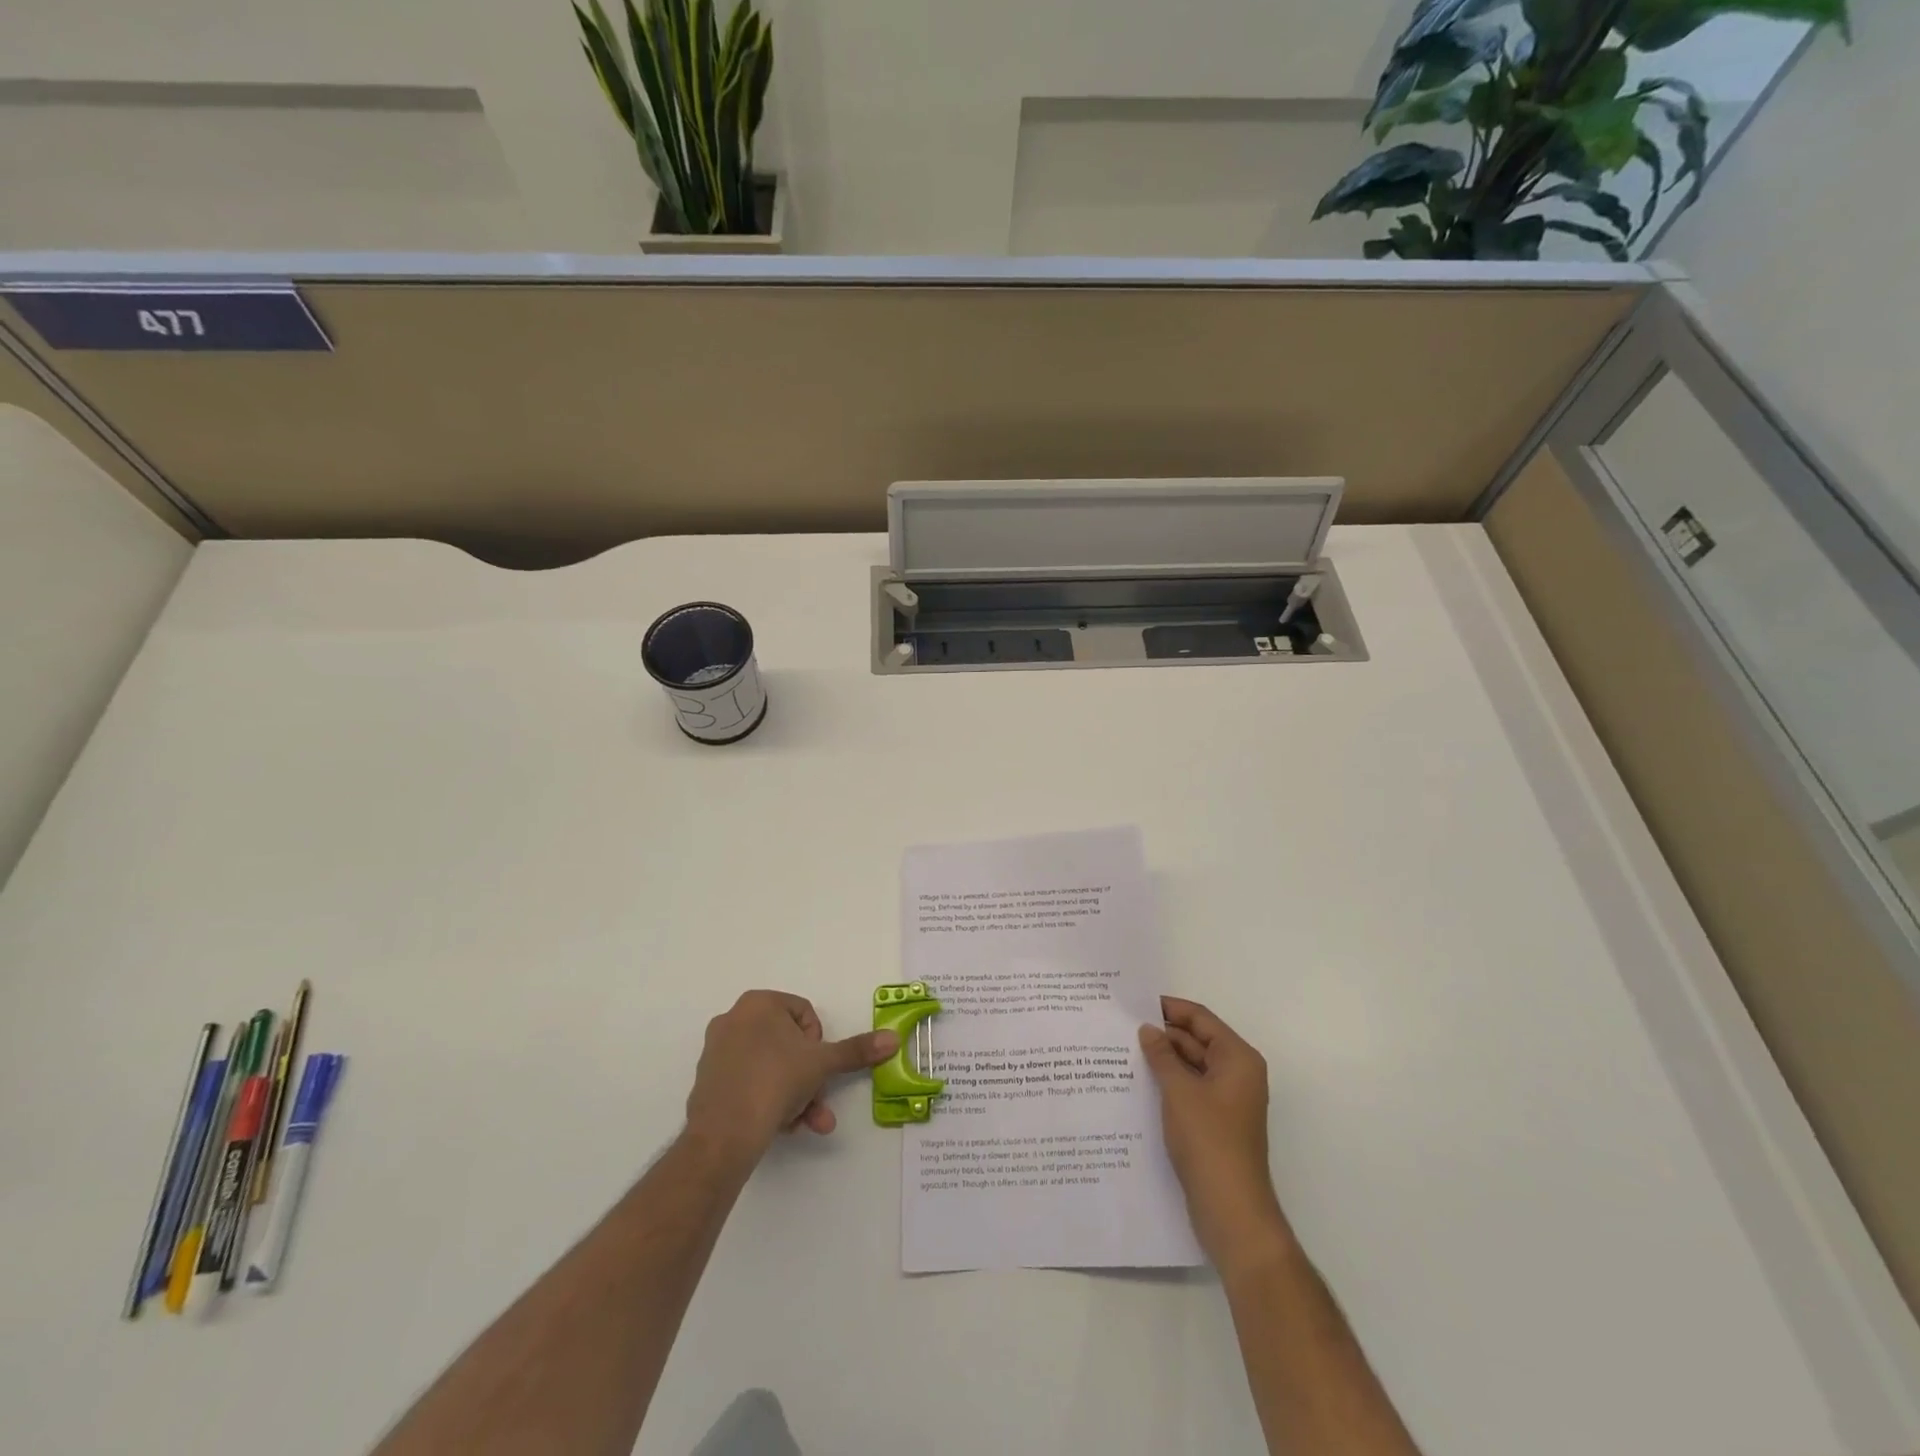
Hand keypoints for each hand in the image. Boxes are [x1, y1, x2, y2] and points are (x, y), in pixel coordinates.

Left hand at [685, 990, 897, 1159]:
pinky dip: (768, 1101)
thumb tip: (893, 1038)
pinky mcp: (708, 1083)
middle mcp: (733, 1019)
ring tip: (807, 1123)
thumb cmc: (776, 1080)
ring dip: (795, 1095)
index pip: (805, 1014)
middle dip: (809, 1077)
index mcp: (758, 1003)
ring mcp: (716, 1052)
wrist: (724, 1134)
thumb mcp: (823, 1063)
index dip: (819, 1043)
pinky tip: (780, 1126)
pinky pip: (749, 1084)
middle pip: (788, 1045)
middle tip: (818, 1100)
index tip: (819, 1066)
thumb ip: (856, 1050)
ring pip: (770, 1068)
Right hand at [1140, 997, 1292, 1272]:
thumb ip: (1162, 1056)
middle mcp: (1237, 1074)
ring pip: (1191, 1066)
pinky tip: (1137, 1084)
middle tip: (1121, 1028)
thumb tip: (1148, 1029)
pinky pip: (1189, 1090)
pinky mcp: (1215, 1123)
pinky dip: (1168, 1083)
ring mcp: (1227, 1100)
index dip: (1169, 1008)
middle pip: (1196, 1040)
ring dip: (1163, 1060)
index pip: (1200, 1019)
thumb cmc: (1208, 1141)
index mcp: (1237, 1059)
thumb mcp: (1179, 1091)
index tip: (1134, 1002)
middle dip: (1162, 1034)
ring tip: (1122, 1052)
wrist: (1231, 1210)